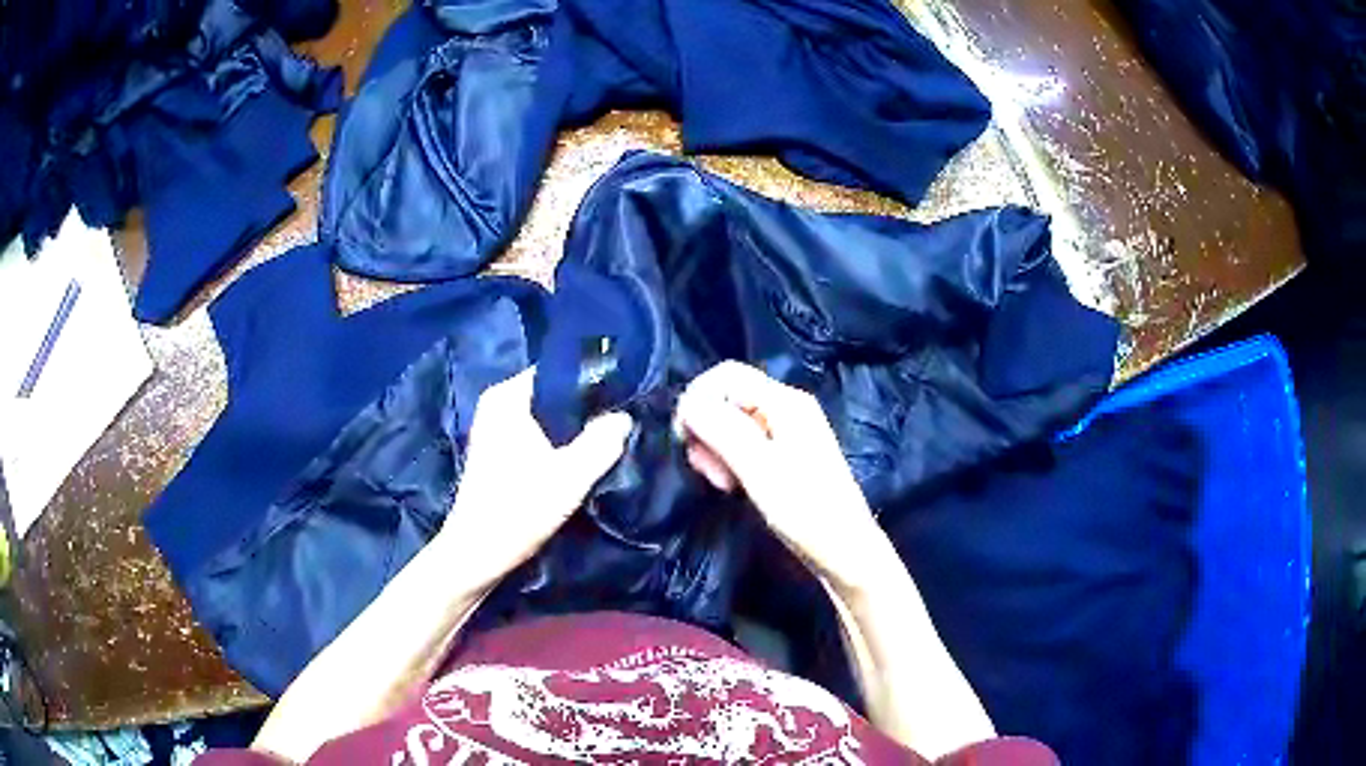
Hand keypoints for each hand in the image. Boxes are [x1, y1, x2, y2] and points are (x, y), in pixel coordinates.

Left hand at [438, 367, 631, 588]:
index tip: (620, 400)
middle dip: (582, 410)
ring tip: (602, 444)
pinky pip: (533, 435)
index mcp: (507, 397)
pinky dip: (553, 445)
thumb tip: (623, 417)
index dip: (591, 383)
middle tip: (616, 426)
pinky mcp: (494, 453)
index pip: (558, 371)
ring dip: (570, 431)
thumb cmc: (519, 509)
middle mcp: (496, 404)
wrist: (477, 553)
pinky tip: (574, 463)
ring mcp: (492, 429)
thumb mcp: (570, 477)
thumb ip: (602, 442)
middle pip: (552, 395)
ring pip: (544, 418)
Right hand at [674, 361, 891, 591]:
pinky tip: (733, 486)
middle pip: (727, 397)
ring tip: (722, 484)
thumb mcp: (759, 470)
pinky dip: (730, 460)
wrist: (845, 551)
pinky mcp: (784, 454)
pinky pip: (744, 443)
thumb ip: (722, 430)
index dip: (697, 399)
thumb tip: (686, 403)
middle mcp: (786, 407)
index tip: (685, 441)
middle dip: (706, 429)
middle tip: (708, 472)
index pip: (725, 375)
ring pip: (731, 423)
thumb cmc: (806, 511)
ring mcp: (787, 431)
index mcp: (785, 401)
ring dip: (715, 449)